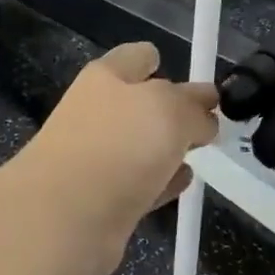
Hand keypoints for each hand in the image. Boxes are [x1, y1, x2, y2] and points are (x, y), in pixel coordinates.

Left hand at [14, 43, 218, 274]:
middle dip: (174, 108)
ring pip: (142, 144)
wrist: (64, 219)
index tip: (193, 79)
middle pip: (142, 102)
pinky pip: (141, 183)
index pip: (138, 56)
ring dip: (168, 148)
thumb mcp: (170, 110)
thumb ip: (194, 106)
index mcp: (107, 77)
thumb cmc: (118, 146)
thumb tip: (207, 114)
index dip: (163, 62)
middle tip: (210, 120)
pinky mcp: (103, 200)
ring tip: (202, 151)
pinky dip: (162, 181)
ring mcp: (97, 157)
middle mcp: (98, 112)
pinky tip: (184, 181)